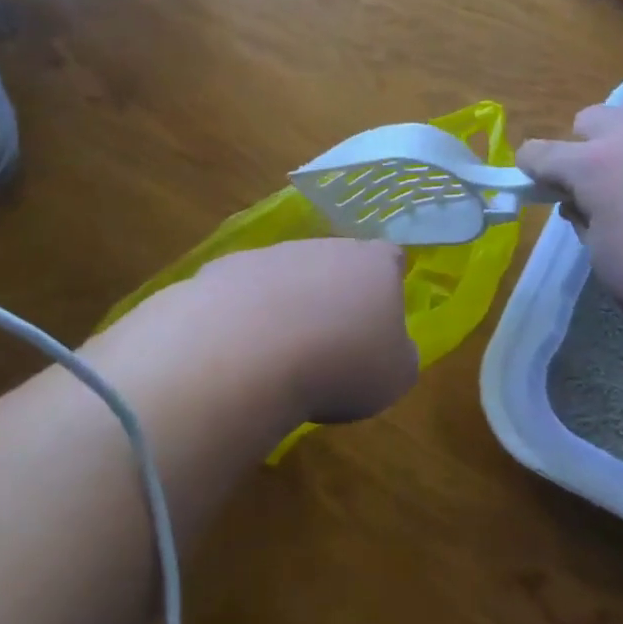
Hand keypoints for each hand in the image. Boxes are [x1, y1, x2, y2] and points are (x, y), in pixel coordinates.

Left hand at [182, 239, 418, 424]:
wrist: (246, 355)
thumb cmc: (340, 365)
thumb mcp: (395, 377)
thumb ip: (399, 354)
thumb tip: (391, 347)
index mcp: (374, 264)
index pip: (390, 258)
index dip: (388, 285)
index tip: (381, 318)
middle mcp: (324, 247)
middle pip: (336, 264)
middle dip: (334, 296)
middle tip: (331, 344)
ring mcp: (270, 255)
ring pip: (287, 276)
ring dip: (288, 306)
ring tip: (280, 357)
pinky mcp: (223, 270)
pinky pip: (242, 294)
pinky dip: (244, 318)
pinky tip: (239, 353)